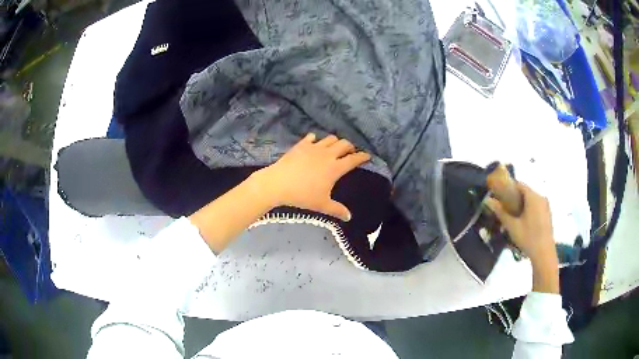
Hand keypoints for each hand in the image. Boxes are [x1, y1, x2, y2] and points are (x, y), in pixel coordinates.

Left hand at [256, 133, 370, 220]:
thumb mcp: (321, 205)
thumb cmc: (302, 195)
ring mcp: (314, 147)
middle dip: (350, 147)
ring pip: (330, 138)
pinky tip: (314, 143)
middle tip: (350, 152)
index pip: (353, 159)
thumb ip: (337, 210)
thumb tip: (349, 217)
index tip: (367, 156)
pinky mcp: (301, 145)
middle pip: (344, 144)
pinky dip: (316, 139)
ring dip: (335, 142)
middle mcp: (327, 154)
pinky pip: (312, 137)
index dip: (362, 157)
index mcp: (335, 168)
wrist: (278, 183)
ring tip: (334, 148)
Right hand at [485, 183, 556, 262]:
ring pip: (531, 199)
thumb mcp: (512, 226)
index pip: (519, 185)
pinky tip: (523, 222)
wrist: (544, 254)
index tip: (500, 195)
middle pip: (526, 192)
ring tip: (513, 216)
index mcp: (533, 197)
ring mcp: (546, 206)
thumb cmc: (528, 238)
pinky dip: (529, 209)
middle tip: (505, 208)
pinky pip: (536, 206)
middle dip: (515, 197)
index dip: (509, 187)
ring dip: (522, 204)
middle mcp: (541, 197)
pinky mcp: (548, 214)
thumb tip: (488, 200)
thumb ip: (501, 212)